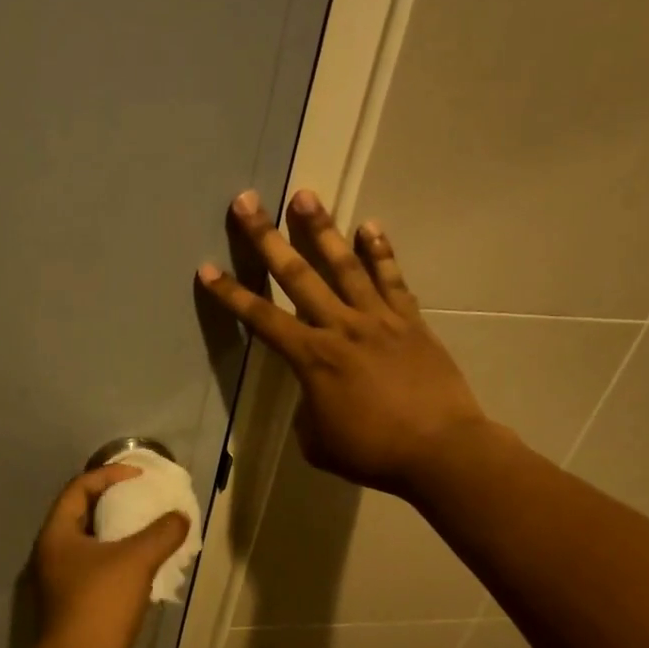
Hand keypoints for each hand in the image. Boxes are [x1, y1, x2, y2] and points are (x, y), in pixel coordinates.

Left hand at [32, 465, 190, 647]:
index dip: (109, 474)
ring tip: (149, 530)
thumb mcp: (136, 561)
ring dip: (118, 532)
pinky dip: (117, 556)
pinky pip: (95, 565)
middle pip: (83, 513)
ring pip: (90, 542)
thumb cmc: (100, 604)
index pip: (80, 487)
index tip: (139, 476)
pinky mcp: (70, 601)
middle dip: (115, 502)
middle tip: (145, 499)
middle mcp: (52, 551)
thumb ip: (162, 533)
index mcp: (57, 533)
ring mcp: (59, 578)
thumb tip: (180, 518)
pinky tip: (142, 566)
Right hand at [197, 189, 488, 498]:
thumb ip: (307, 411)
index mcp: (312, 358)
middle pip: (296, 275)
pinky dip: (380, 252)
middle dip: (266, 237)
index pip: (261, 319)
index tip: (206, 268)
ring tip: (305, 195)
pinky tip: (369, 226)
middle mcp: (340, 327)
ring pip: (344, 265)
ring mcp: (378, 319)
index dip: (231, 294)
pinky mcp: (410, 321)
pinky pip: (392, 280)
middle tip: (247, 201)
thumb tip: (315, 395)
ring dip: (321, 228)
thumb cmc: (373, 452)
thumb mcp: (319, 443)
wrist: (441, 451)